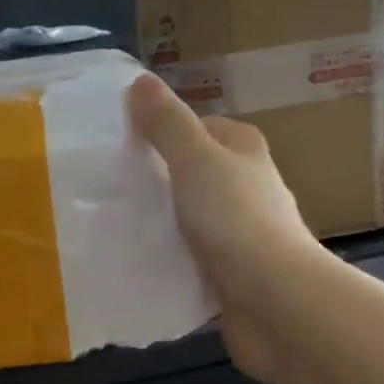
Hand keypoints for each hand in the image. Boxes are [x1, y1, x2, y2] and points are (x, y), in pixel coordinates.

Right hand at [128, 73, 323, 383]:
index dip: (163, 132)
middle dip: (156, 181)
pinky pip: (191, 260)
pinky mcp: (232, 275)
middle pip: (192, 175)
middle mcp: (247, 187)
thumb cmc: (236, 220)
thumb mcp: (195, 160)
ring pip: (190, 220)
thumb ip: (167, 124)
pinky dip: (169, 262)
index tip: (121, 145)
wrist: (274, 301)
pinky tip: (138, 264)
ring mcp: (242, 234)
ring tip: (113, 226)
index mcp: (244, 151)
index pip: (200, 128)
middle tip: (109, 189)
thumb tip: (140, 82)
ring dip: (160, 225)